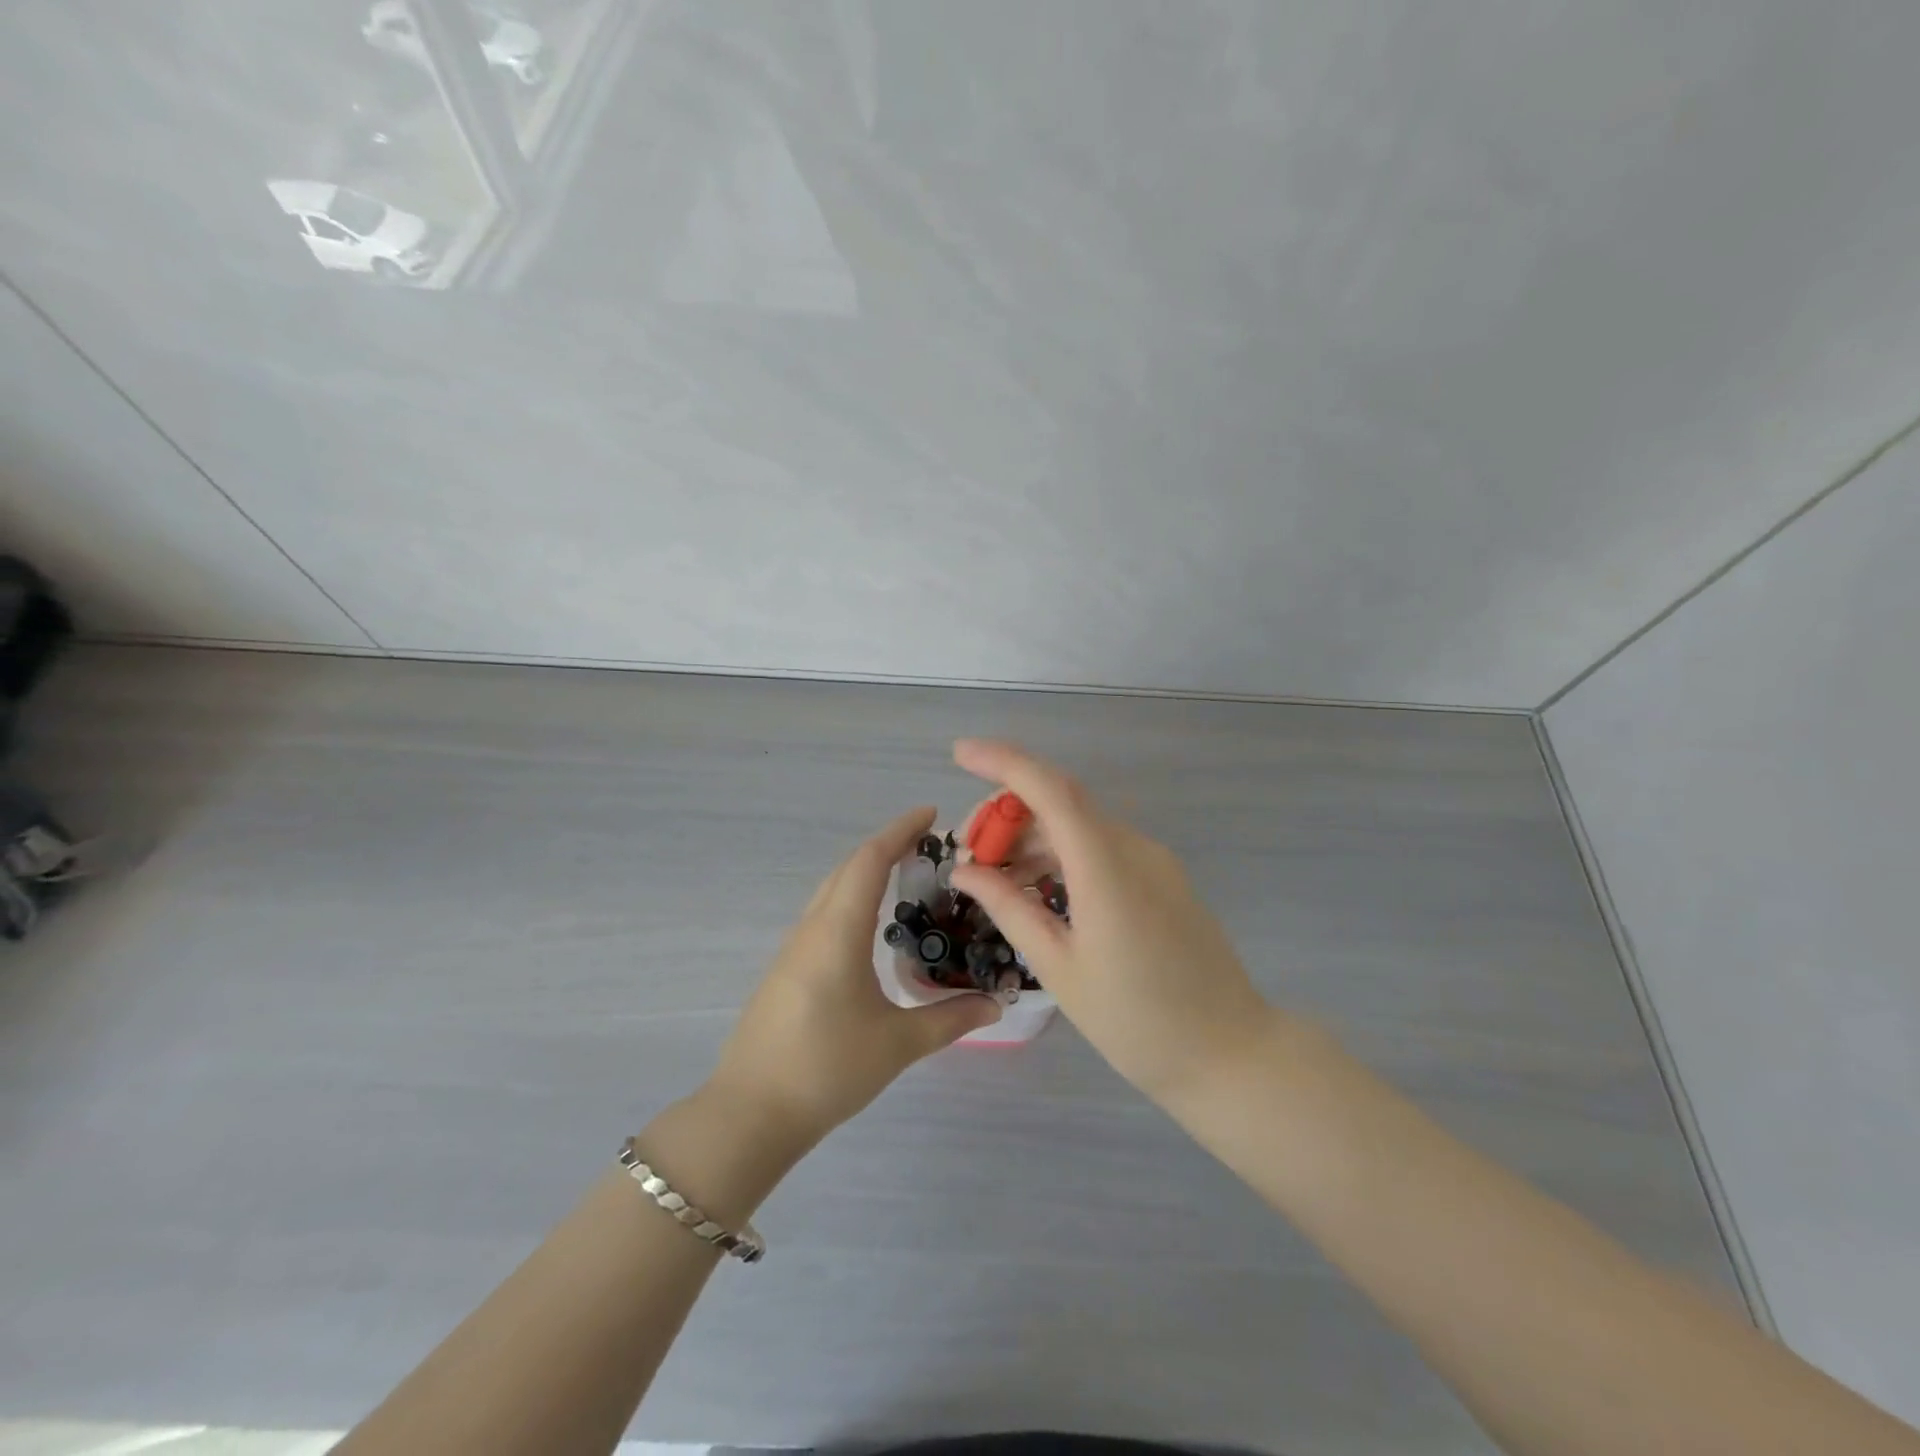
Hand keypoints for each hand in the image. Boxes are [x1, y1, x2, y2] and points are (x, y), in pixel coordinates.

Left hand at [708, 807, 1000, 1146]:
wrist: (750, 1112)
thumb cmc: (827, 1068)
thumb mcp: (897, 1044)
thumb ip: (949, 1019)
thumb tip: (995, 1005)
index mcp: (838, 931)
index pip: (869, 860)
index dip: (900, 830)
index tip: (931, 814)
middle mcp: (812, 928)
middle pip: (848, 868)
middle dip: (886, 846)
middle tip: (928, 845)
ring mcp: (793, 949)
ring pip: (832, 890)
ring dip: (866, 872)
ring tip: (906, 876)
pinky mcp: (786, 970)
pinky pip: (824, 915)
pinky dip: (852, 899)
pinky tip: (871, 926)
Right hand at [948, 740, 1277, 1108]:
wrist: (1229, 1052)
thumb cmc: (1135, 1021)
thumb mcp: (1059, 967)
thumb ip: (1009, 907)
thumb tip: (966, 870)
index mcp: (1105, 868)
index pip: (1049, 789)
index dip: (1002, 762)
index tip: (960, 753)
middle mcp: (1133, 848)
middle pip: (1061, 800)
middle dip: (1008, 810)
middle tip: (970, 850)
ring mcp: (1153, 860)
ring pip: (1080, 823)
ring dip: (1034, 835)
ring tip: (996, 876)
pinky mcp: (1162, 877)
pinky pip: (1102, 846)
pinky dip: (1062, 853)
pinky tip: (1038, 886)